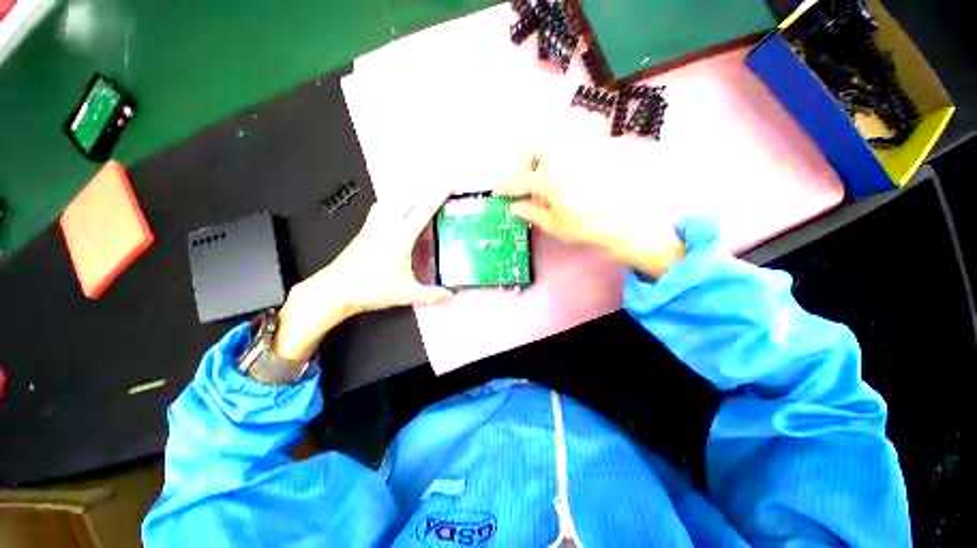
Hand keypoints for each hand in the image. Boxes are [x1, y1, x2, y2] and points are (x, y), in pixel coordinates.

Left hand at [273, 190, 452, 362]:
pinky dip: (392, 201)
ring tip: (420, 191)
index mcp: (400, 237)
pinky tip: (394, 206)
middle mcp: (387, 226)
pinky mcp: (365, 229)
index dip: (437, 195)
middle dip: (425, 188)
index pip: (423, 211)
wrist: (335, 290)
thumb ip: (431, 295)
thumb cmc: (369, 289)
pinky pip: (381, 207)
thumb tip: (450, 295)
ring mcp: (374, 225)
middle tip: (439, 186)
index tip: (448, 184)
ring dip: (408, 192)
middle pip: (407, 197)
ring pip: (392, 199)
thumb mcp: (405, 294)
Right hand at [495, 155, 685, 278]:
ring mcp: (581, 149)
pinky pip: (580, 134)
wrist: (629, 219)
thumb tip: (514, 207)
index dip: (507, 188)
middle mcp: (562, 157)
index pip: (520, 181)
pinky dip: (569, 141)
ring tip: (544, 168)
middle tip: (525, 180)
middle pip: (535, 149)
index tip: (498, 193)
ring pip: (556, 136)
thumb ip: (531, 213)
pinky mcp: (598, 146)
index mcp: (548, 178)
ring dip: (545, 148)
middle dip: (525, 163)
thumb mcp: (555, 224)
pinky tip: (569, 159)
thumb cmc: (587, 225)